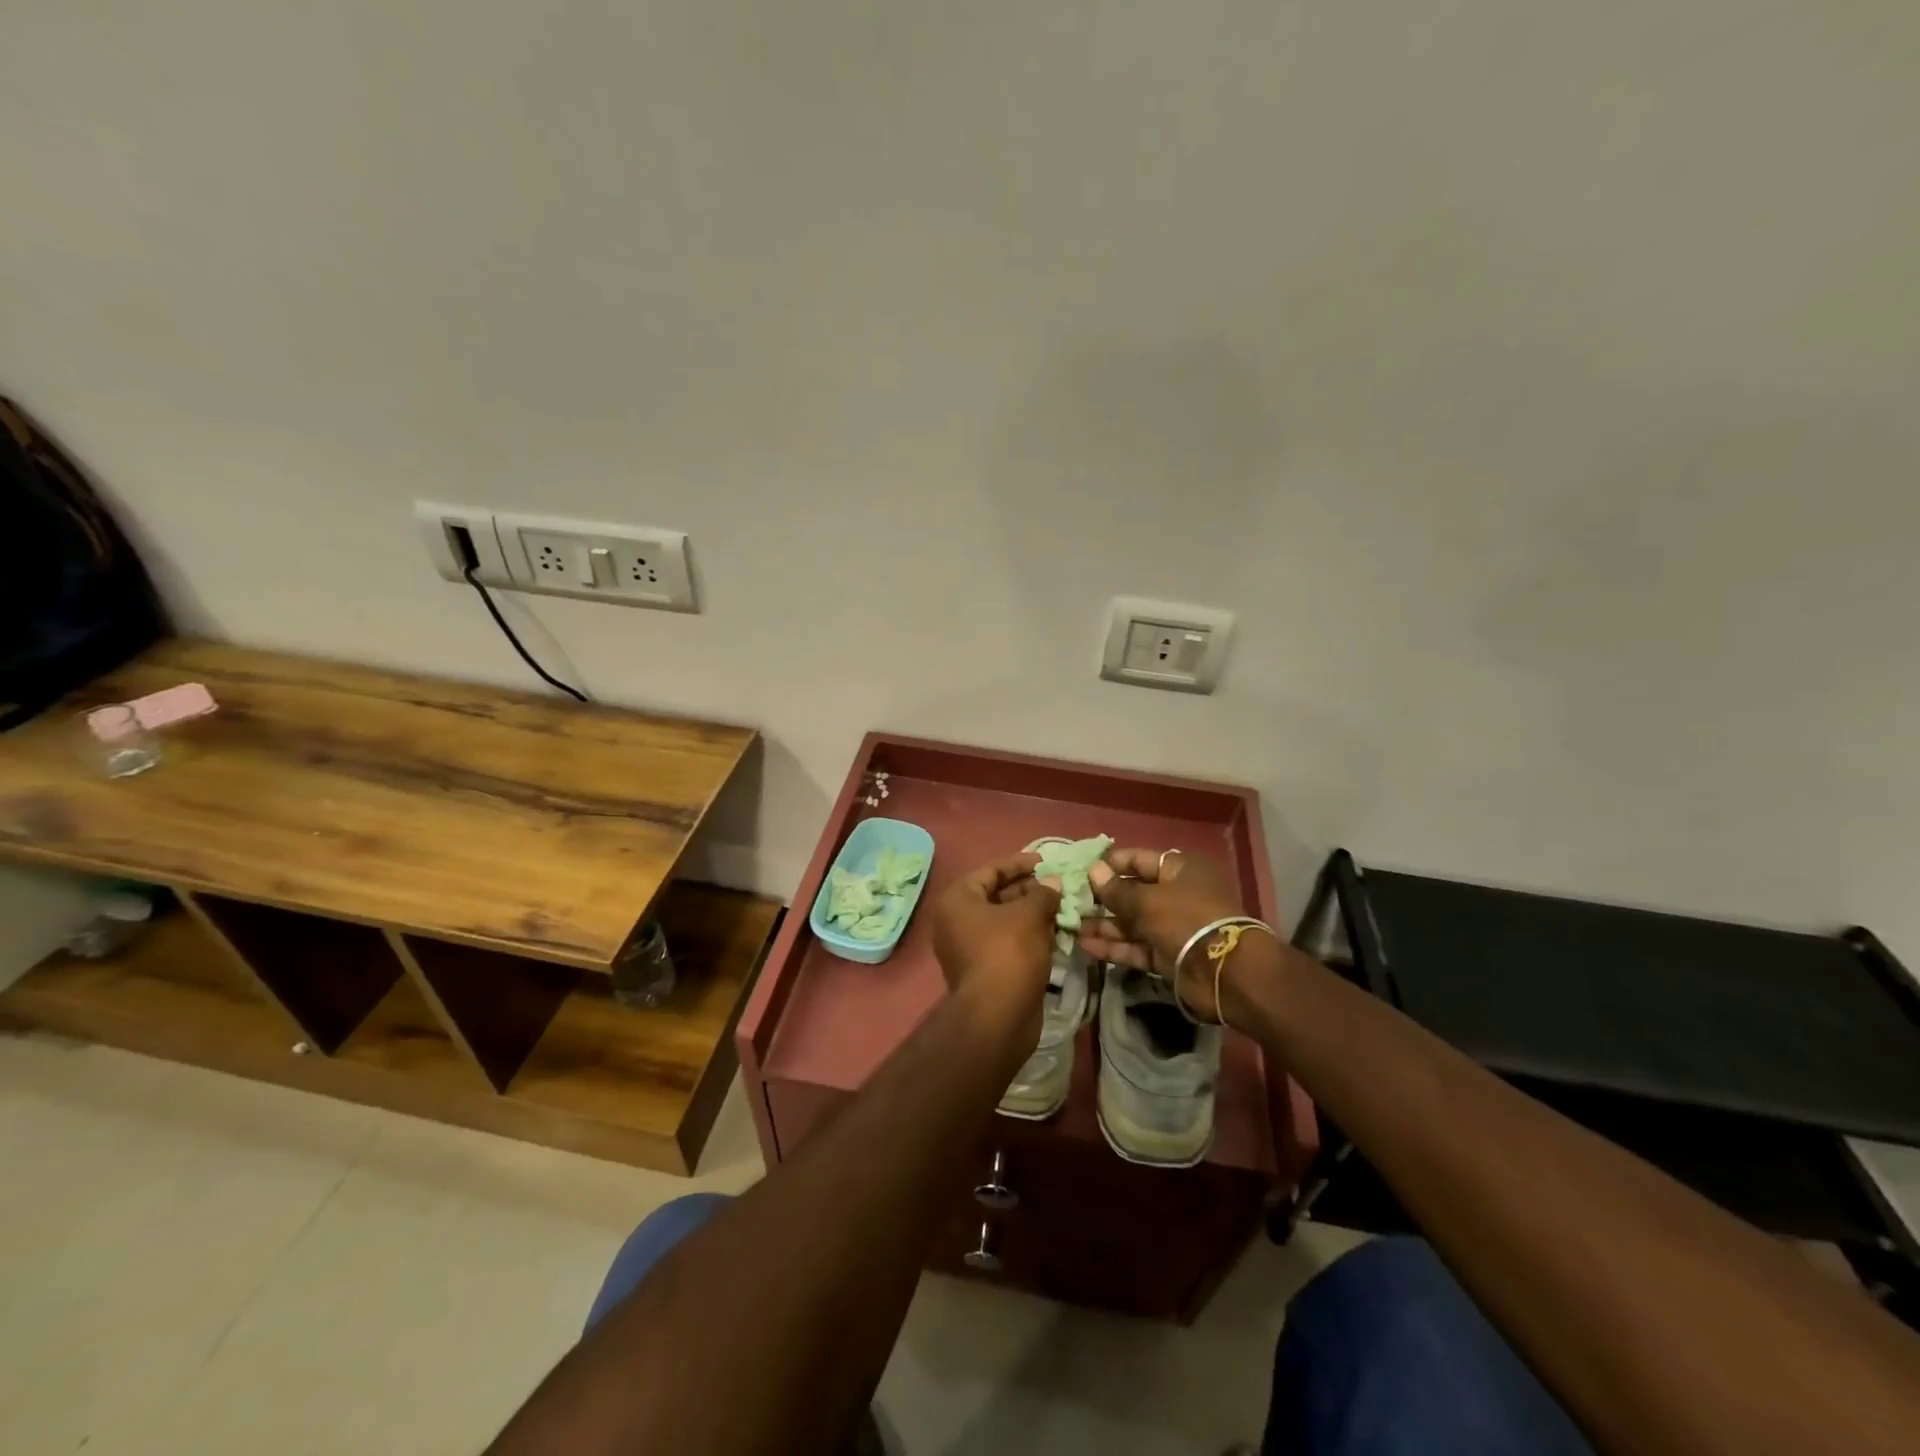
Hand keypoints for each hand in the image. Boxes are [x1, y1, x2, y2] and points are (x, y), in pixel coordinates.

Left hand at [930, 852, 1061, 1047]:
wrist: (998, 1016)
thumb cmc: (1008, 952)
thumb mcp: (1029, 915)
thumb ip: (1042, 893)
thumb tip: (1052, 883)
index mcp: (957, 900)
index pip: (991, 871)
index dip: (1020, 864)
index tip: (1047, 863)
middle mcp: (956, 921)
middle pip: (997, 896)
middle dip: (1029, 891)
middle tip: (1059, 888)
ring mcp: (968, 948)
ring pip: (1005, 922)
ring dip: (1032, 914)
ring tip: (1062, 908)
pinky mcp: (984, 970)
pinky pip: (1007, 943)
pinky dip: (1029, 936)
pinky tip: (1055, 934)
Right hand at [1077, 848, 1243, 1020]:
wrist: (1226, 973)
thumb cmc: (1186, 920)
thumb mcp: (1147, 901)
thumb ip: (1116, 890)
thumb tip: (1093, 870)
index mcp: (1178, 870)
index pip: (1138, 860)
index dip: (1110, 864)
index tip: (1081, 871)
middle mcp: (1176, 895)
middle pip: (1133, 892)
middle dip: (1102, 898)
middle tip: (1070, 901)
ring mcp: (1172, 927)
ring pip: (1132, 922)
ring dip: (1104, 925)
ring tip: (1072, 927)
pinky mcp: (1168, 955)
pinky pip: (1137, 947)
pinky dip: (1115, 947)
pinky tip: (1087, 947)